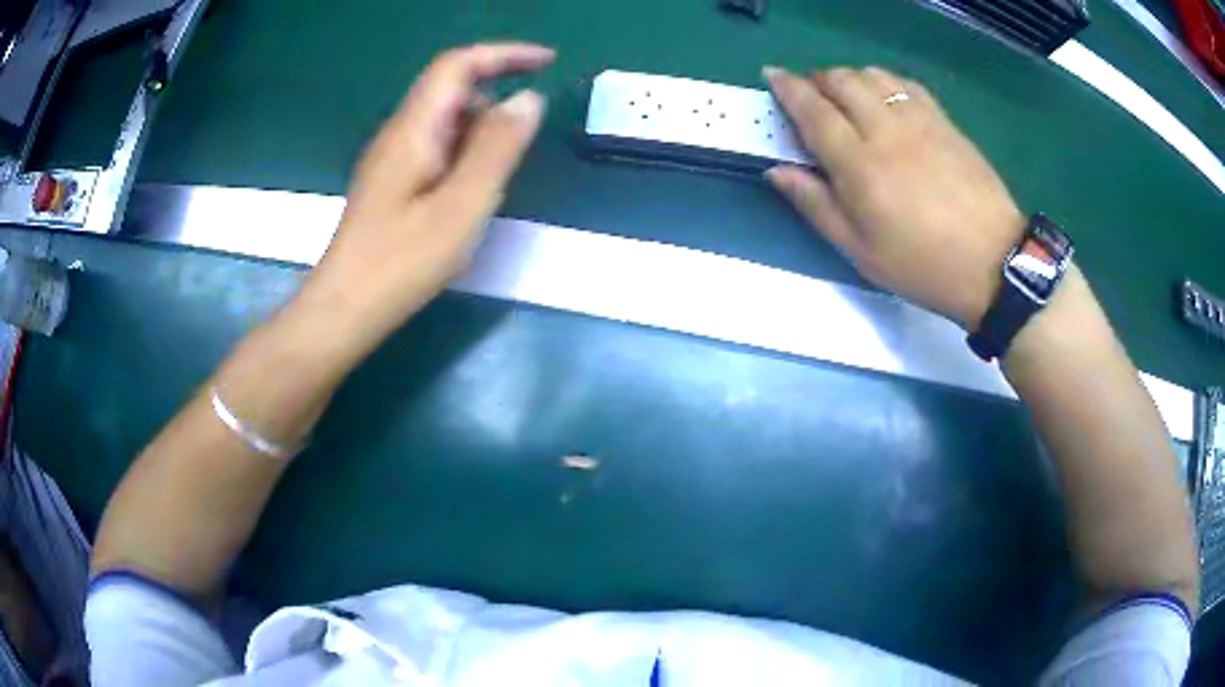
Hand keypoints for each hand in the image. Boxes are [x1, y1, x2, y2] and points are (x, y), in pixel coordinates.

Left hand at [297, 43, 553, 352]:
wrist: (344, 308)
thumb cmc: (401, 262)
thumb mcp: (462, 204)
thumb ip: (498, 148)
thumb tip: (529, 98)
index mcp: (414, 129)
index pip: (457, 64)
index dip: (504, 54)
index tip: (548, 62)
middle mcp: (399, 133)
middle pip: (451, 89)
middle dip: (495, 97)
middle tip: (523, 143)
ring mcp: (392, 158)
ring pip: (444, 121)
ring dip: (481, 130)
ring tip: (498, 176)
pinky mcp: (391, 182)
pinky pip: (436, 147)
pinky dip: (464, 152)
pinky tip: (471, 191)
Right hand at [764, 66, 1024, 330]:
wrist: (994, 263)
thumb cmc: (922, 265)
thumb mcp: (860, 251)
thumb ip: (816, 205)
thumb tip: (777, 171)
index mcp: (859, 164)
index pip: (813, 109)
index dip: (787, 87)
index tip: (771, 74)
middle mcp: (885, 130)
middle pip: (841, 80)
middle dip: (817, 80)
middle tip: (812, 97)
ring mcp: (919, 120)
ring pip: (873, 75)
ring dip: (850, 78)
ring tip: (847, 98)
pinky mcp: (944, 122)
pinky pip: (905, 84)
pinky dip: (884, 82)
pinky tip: (885, 99)